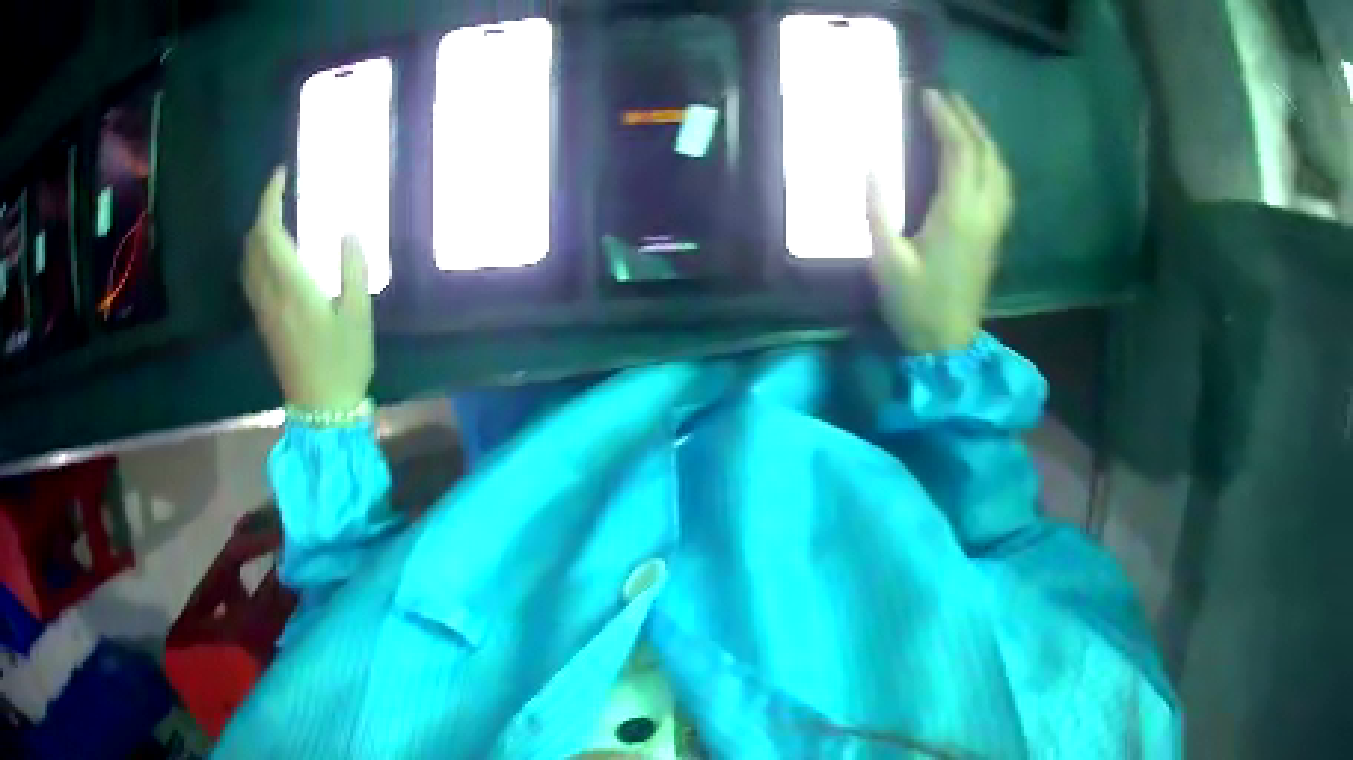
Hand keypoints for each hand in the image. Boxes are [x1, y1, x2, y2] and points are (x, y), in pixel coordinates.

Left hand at [243, 167, 373, 409]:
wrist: (322, 409)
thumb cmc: (343, 362)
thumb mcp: (358, 315)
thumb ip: (353, 270)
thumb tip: (348, 231)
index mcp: (292, 287)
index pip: (268, 233)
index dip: (269, 200)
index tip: (280, 176)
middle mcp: (270, 295)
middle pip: (253, 244)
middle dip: (262, 212)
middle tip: (281, 194)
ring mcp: (264, 311)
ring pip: (247, 261)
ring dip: (256, 233)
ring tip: (275, 218)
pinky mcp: (264, 323)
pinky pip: (250, 278)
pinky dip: (255, 255)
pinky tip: (270, 255)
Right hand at [868, 90, 1012, 354]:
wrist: (947, 344)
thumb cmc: (914, 304)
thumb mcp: (885, 260)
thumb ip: (877, 209)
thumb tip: (870, 164)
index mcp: (957, 215)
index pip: (959, 152)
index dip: (945, 119)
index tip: (927, 95)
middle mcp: (983, 213)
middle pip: (984, 154)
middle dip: (967, 119)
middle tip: (946, 95)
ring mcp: (994, 225)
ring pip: (999, 169)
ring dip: (984, 138)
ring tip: (963, 118)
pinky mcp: (995, 235)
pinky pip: (1002, 186)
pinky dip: (992, 161)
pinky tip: (980, 156)